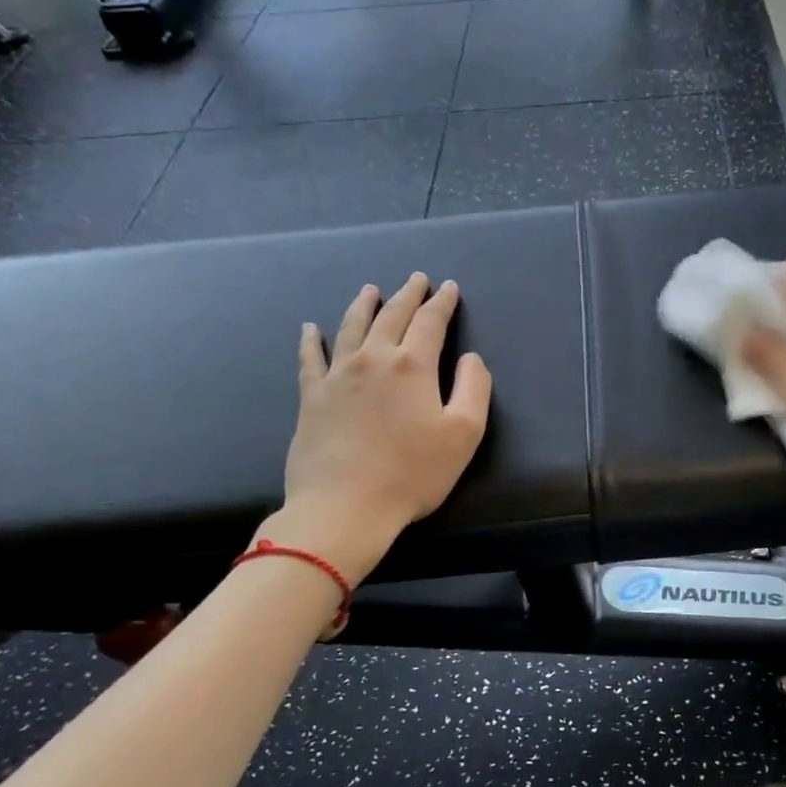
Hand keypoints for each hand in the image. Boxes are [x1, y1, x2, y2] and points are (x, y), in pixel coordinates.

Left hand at [278, 273, 491, 566]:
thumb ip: (474, 388)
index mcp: (412, 365)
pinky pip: (311, 358)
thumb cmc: (413, 473)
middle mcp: (373, 359)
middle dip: (407, 295)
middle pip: (391, 316)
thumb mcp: (464, 434)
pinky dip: (312, 340)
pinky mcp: (311, 397)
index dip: (442, 303)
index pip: (430, 322)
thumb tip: (470, 358)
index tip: (449, 287)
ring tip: (370, 289)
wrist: (344, 507)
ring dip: (364, 305)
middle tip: (416, 279)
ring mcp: (337, 376)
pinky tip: (311, 328)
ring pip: (351, 327)